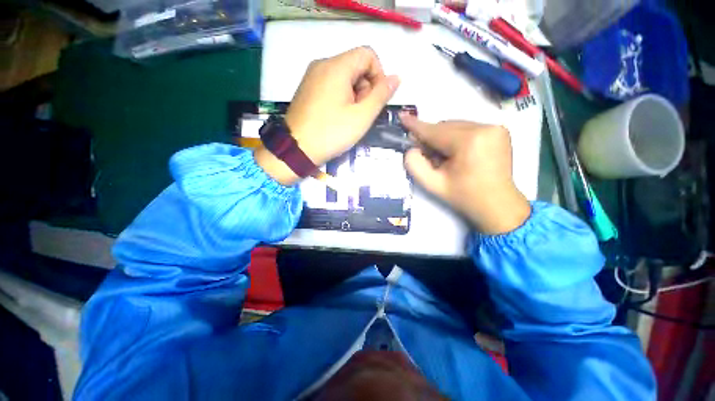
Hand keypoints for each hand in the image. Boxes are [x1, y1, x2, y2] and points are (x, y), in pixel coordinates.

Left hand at [255, 46, 399, 184]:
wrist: (297, 149)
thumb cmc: (332, 133)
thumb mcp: (362, 116)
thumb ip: (381, 95)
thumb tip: (396, 78)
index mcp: (336, 66)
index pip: (368, 55)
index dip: (379, 75)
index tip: (375, 99)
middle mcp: (322, 64)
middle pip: (356, 65)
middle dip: (366, 87)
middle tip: (361, 113)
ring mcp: (312, 76)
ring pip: (344, 76)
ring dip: (354, 94)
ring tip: (349, 117)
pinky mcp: (307, 88)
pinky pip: (331, 84)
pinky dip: (341, 96)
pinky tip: (338, 116)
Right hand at [400, 113, 530, 234]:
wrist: (497, 204)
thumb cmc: (464, 196)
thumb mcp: (433, 185)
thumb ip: (415, 165)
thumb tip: (412, 148)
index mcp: (469, 142)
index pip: (435, 131)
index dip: (416, 126)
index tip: (402, 117)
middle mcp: (485, 127)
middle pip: (446, 126)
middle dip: (431, 138)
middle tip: (424, 153)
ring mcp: (495, 127)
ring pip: (456, 126)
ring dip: (444, 138)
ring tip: (443, 157)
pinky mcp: (499, 130)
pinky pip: (468, 128)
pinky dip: (456, 137)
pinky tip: (456, 153)